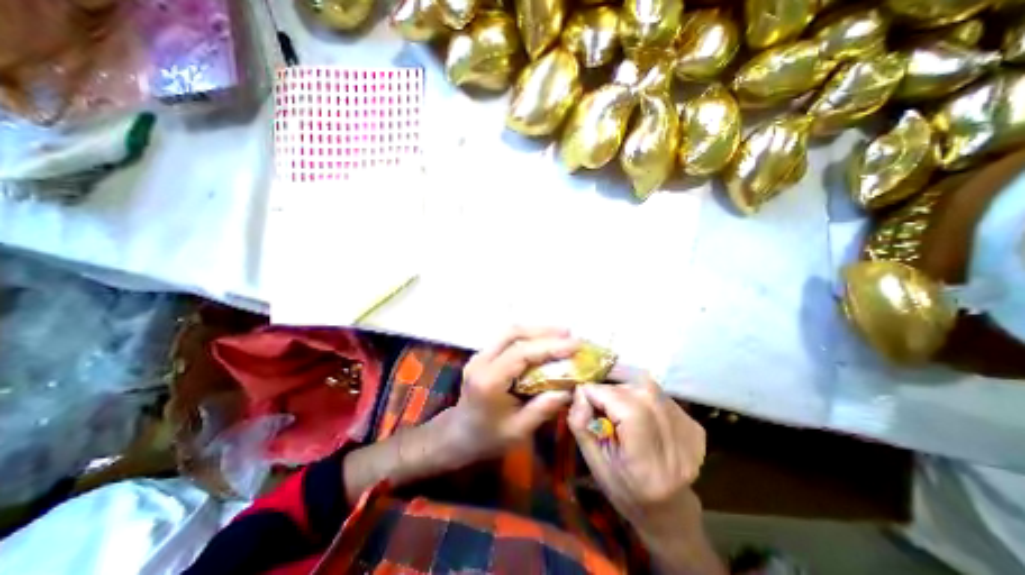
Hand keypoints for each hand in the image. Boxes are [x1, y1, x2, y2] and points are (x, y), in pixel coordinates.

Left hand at [448, 328, 580, 462]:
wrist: (458, 434)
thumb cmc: (488, 438)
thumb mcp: (518, 431)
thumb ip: (544, 408)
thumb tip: (571, 388)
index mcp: (489, 381)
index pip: (520, 353)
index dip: (549, 346)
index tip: (575, 346)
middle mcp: (481, 361)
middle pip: (513, 334)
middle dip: (544, 331)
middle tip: (570, 335)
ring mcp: (480, 355)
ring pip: (510, 332)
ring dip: (537, 331)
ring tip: (562, 335)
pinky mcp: (483, 354)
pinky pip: (507, 338)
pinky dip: (528, 337)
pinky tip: (543, 341)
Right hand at [564, 375, 709, 536]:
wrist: (668, 510)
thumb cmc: (624, 491)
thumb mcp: (594, 463)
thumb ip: (581, 426)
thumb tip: (579, 392)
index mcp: (647, 465)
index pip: (627, 411)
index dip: (599, 394)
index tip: (583, 395)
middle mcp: (675, 446)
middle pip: (637, 394)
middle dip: (610, 390)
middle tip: (598, 400)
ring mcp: (690, 434)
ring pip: (649, 388)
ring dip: (625, 389)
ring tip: (616, 405)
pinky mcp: (695, 426)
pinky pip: (660, 394)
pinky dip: (641, 395)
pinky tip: (636, 411)